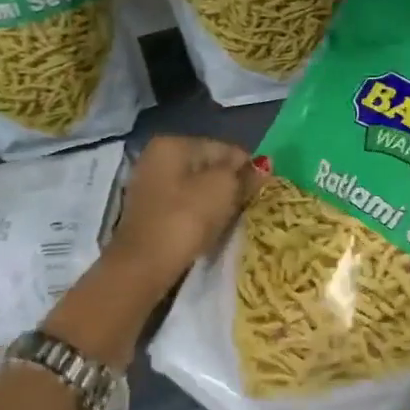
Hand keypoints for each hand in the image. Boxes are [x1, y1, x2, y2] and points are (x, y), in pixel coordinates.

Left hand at [103, 136, 259, 298]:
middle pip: (208, 167)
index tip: (261, 192)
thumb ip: (246, 174)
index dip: (247, 168)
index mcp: (173, 144)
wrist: (145, 265)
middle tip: (247, 207)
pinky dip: (199, 215)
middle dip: (230, 185)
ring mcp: (149, 185)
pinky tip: (208, 230)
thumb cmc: (187, 218)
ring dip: (216, 202)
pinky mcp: (149, 212)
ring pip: (196, 188)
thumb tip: (264, 165)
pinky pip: (184, 205)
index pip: (224, 148)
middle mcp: (156, 157)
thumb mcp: (224, 189)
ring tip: (230, 221)